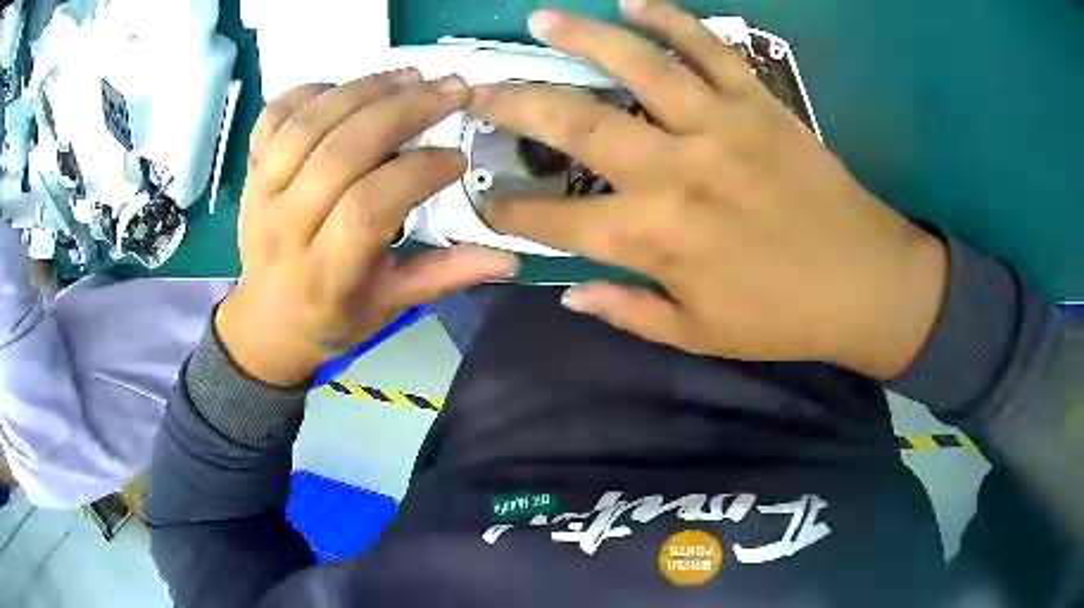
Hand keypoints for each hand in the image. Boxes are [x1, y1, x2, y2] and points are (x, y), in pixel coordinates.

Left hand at [217, 70, 518, 386]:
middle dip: (402, 111)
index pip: (367, 208)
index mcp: (323, 272)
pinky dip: (311, 91)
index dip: (416, 173)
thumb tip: (510, 256)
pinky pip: (274, 117)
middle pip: (340, 152)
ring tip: (411, 76)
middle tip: (451, 90)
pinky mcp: (251, 172)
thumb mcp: (388, 307)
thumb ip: (443, 276)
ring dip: (364, 89)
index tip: (457, 157)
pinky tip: (349, 88)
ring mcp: (261, 192)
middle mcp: (285, 226)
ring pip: (309, 124)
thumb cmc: (330, 319)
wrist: (265, 320)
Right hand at [472, 2, 947, 378]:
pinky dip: (671, 19)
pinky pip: (709, 48)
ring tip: (541, 20)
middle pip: (576, 125)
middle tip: (479, 89)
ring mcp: (719, 126)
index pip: (556, 222)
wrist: (866, 283)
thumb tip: (568, 292)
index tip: (483, 197)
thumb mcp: (700, 334)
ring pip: (637, 67)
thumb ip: (629, 311)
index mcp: (656, 240)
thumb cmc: (783, 318)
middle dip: (516, 104)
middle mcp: (676, 172)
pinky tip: (635, 2)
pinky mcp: (759, 104)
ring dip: (582, 37)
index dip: (510, 211)